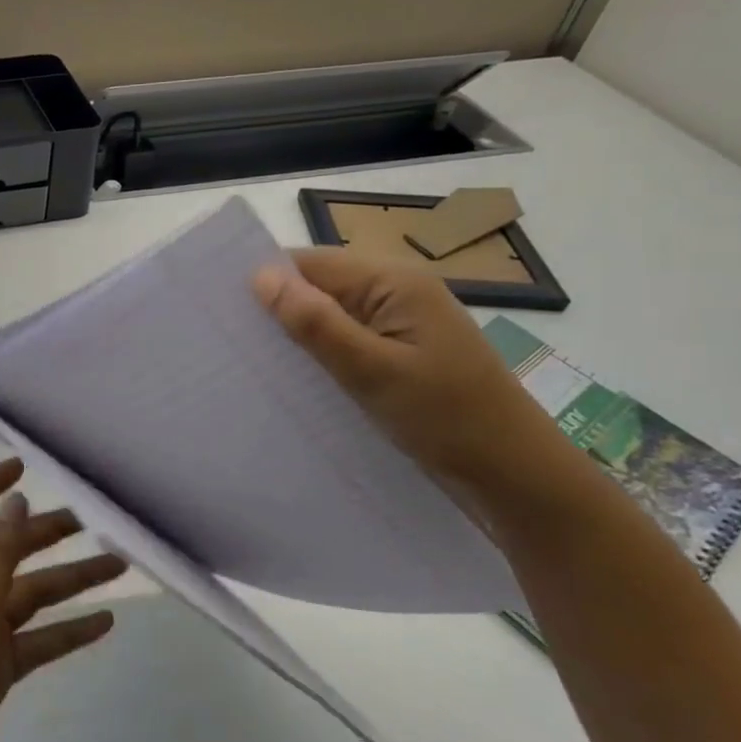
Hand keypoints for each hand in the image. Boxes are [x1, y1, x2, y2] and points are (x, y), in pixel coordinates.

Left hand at [0, 459, 123, 741]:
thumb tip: (15, 501)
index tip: (22, 466)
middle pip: (4, 549)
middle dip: (43, 532)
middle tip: (91, 522)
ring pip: (28, 596)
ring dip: (69, 581)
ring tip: (118, 567)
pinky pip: (35, 642)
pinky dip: (67, 630)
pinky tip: (104, 624)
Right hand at [251, 249, 592, 536]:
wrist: (519, 477)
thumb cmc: (447, 418)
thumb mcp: (372, 370)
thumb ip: (316, 322)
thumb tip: (260, 277)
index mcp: (395, 283)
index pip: (312, 263)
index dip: (267, 280)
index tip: (221, 308)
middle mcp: (399, 293)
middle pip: (322, 287)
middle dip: (280, 310)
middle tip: (231, 340)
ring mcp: (404, 326)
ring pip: (333, 317)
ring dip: (300, 336)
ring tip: (253, 361)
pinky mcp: (404, 355)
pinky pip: (351, 342)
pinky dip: (323, 355)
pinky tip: (297, 378)